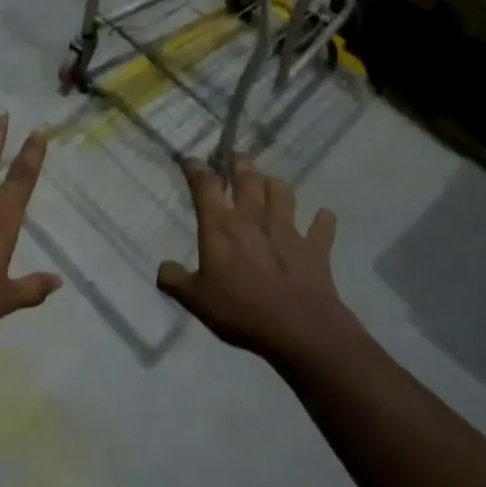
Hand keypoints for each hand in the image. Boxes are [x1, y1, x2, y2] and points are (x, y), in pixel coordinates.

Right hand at [157, 155, 353, 362]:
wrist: (299, 328)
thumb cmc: (240, 310)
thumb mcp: (196, 300)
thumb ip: (175, 281)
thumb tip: (163, 268)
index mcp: (221, 227)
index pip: (205, 186)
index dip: (196, 169)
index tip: (190, 160)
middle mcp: (254, 218)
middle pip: (248, 179)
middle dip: (239, 164)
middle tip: (234, 158)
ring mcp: (288, 230)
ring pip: (283, 193)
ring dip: (274, 185)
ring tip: (269, 184)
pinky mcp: (316, 247)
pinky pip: (322, 225)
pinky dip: (322, 219)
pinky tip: (321, 217)